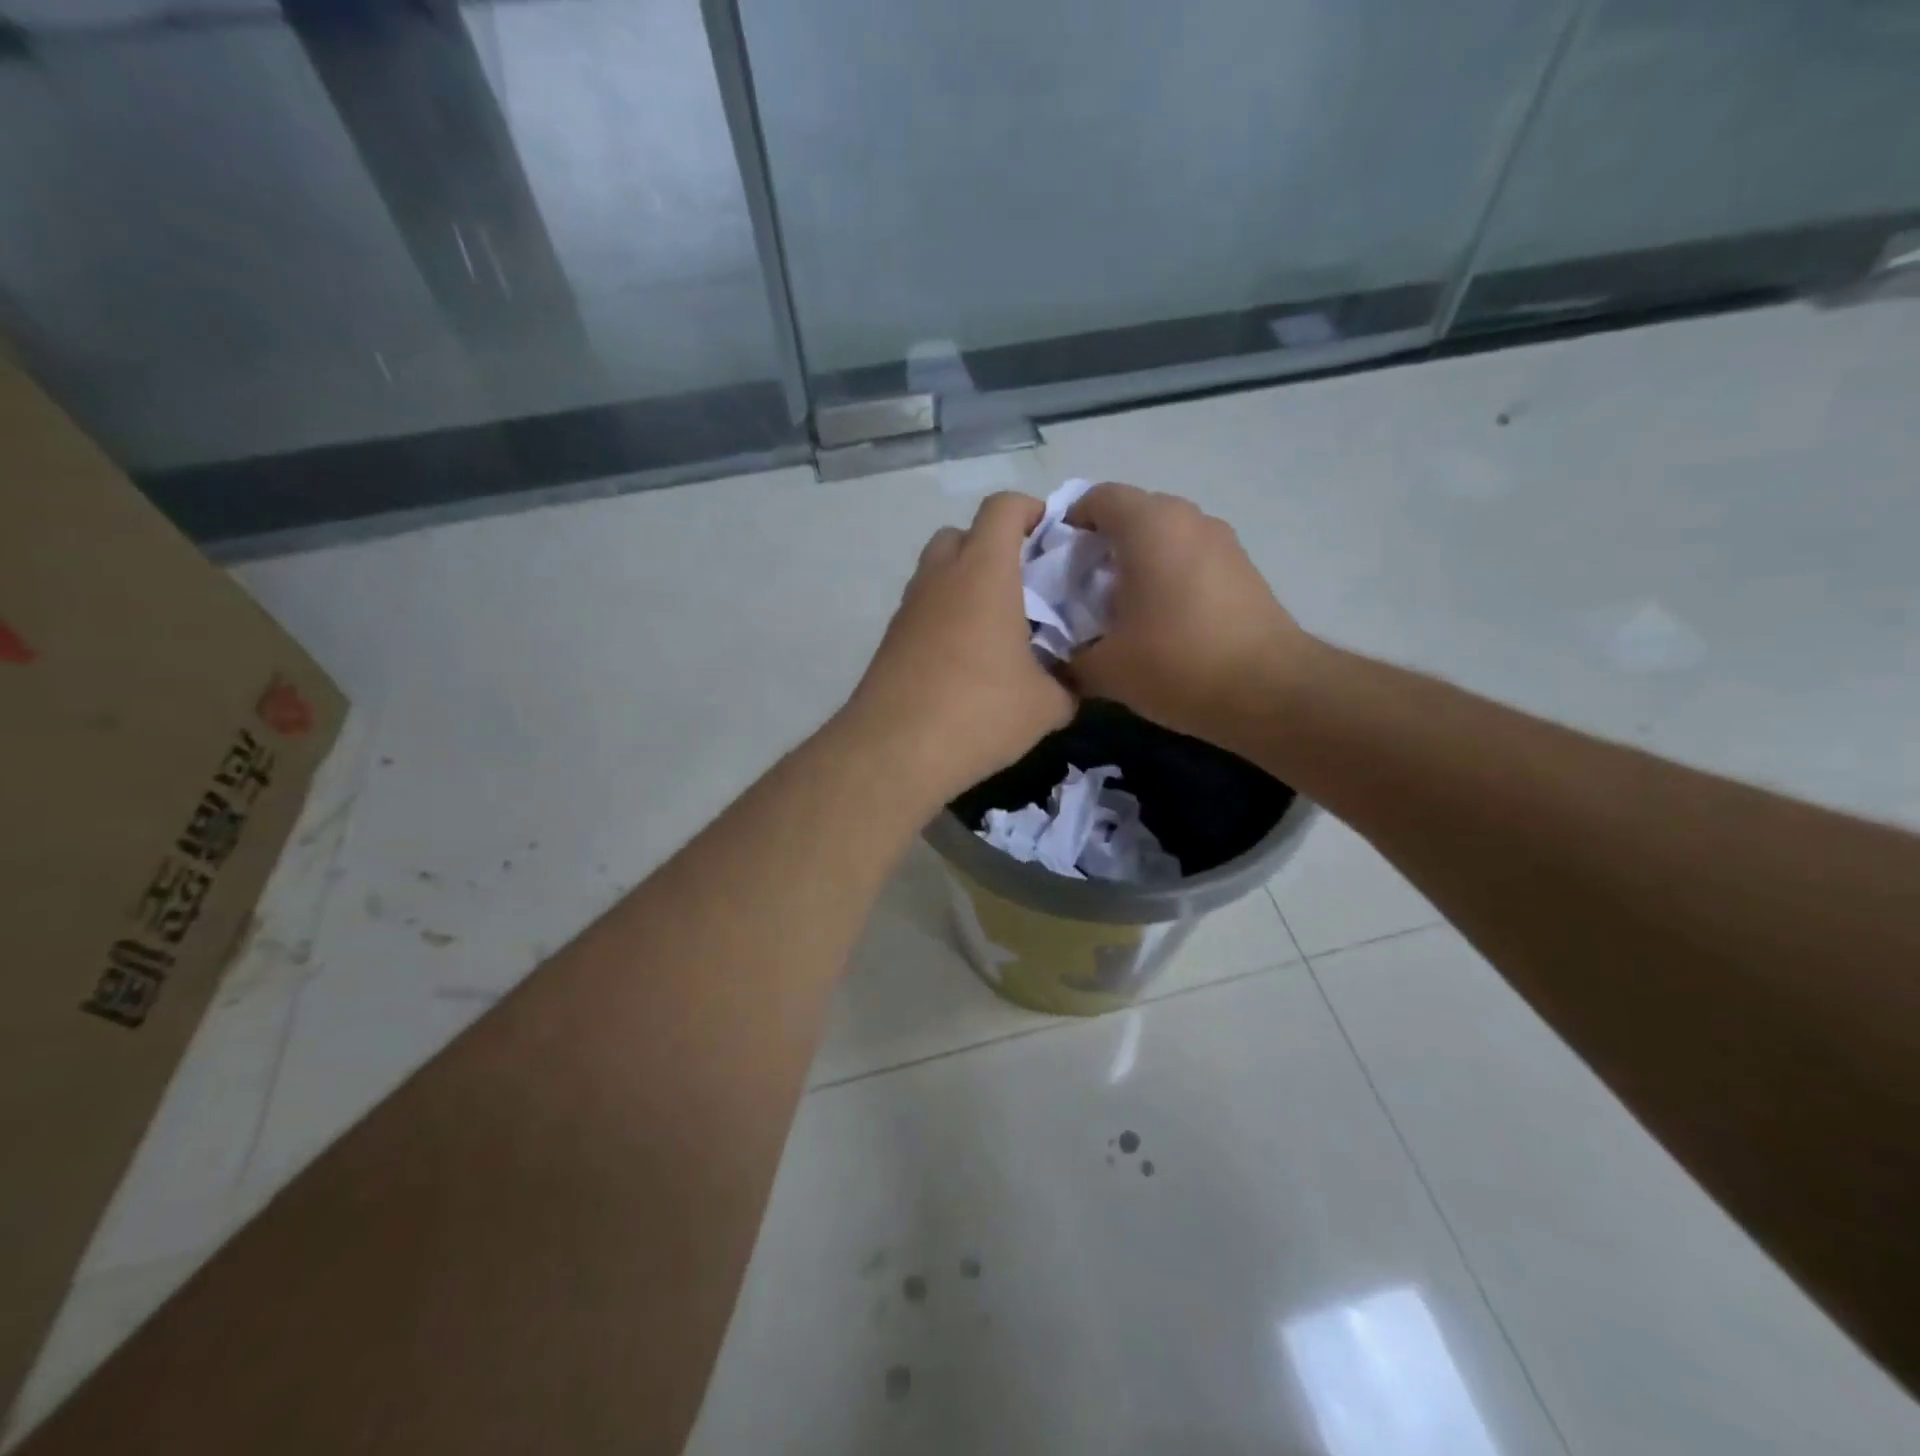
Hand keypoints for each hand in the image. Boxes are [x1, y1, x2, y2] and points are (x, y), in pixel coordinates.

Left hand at [846, 492, 1074, 800]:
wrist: (895, 750)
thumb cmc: (980, 712)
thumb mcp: (1046, 705)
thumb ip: (1068, 685)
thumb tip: (1071, 685)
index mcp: (984, 572)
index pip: (1003, 508)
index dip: (1031, 510)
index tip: (1053, 537)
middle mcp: (940, 577)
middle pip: (963, 533)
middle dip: (994, 547)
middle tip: (1024, 585)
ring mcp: (909, 607)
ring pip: (938, 571)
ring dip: (966, 583)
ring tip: (996, 627)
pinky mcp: (890, 638)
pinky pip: (924, 608)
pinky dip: (946, 616)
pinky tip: (966, 660)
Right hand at [1066, 483, 1317, 748]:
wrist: (1269, 691)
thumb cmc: (1177, 664)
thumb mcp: (1105, 668)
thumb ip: (1069, 654)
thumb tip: (1059, 657)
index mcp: (1148, 525)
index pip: (1096, 498)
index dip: (1068, 525)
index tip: (1055, 566)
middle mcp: (1187, 518)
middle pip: (1131, 514)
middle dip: (1101, 545)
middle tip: (1081, 590)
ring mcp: (1221, 541)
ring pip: (1164, 536)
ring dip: (1136, 561)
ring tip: (1120, 608)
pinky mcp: (1242, 568)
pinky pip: (1190, 556)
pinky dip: (1167, 575)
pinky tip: (1160, 620)